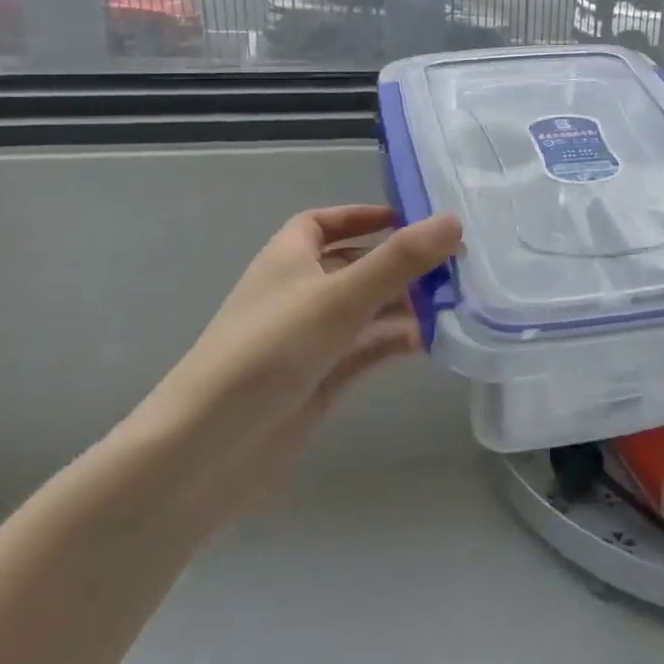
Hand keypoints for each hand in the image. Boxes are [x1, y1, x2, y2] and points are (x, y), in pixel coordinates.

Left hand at [128, 205, 462, 526]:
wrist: (209, 446)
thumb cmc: (270, 350)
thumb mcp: (340, 295)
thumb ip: (399, 260)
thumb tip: (454, 220)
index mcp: (288, 258)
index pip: (324, 223)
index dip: (363, 216)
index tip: (410, 220)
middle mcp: (297, 293)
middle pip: (354, 267)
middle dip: (399, 265)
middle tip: (454, 266)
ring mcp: (308, 340)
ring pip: (364, 311)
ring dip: (403, 305)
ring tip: (453, 304)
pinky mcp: (318, 380)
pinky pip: (364, 350)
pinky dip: (393, 342)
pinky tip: (429, 343)